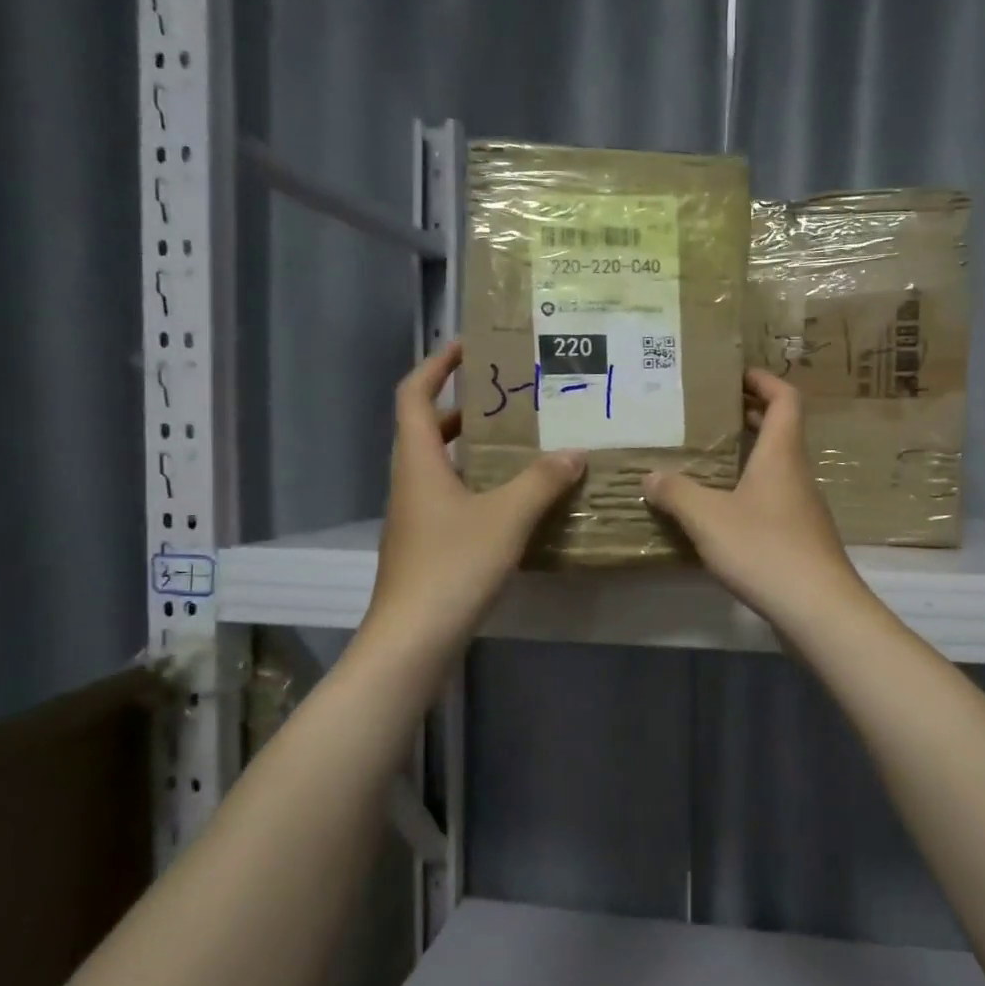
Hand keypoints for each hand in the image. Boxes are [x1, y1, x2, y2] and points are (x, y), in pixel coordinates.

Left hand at [362, 341, 583, 653]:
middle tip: (510, 397)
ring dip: (475, 448)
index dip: (436, 365)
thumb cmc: (452, 567)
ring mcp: (417, 516)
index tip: (468, 346)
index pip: (414, 395)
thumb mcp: (506, 518)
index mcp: (418, 462)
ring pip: (443, 466)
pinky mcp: (428, 544)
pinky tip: (517, 499)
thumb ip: (541, 482)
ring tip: (522, 442)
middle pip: (428, 429)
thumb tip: (573, 452)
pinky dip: (481, 486)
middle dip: (464, 407)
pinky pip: (454, 497)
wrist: (413, 639)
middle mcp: (411, 482)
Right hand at [642, 369, 870, 632]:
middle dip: (749, 416)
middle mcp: (796, 473)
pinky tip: (722, 512)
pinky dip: (750, 492)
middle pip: (781, 431)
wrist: (817, 607)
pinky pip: (774, 499)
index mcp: (781, 454)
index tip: (736, 375)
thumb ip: (676, 493)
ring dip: (748, 457)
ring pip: (776, 468)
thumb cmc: (764, 548)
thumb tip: (651, 476)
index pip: (785, 399)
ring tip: (707, 461)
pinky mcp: (801, 537)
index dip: (764, 380)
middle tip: (710, 414)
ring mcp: (803, 507)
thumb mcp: (708, 518)